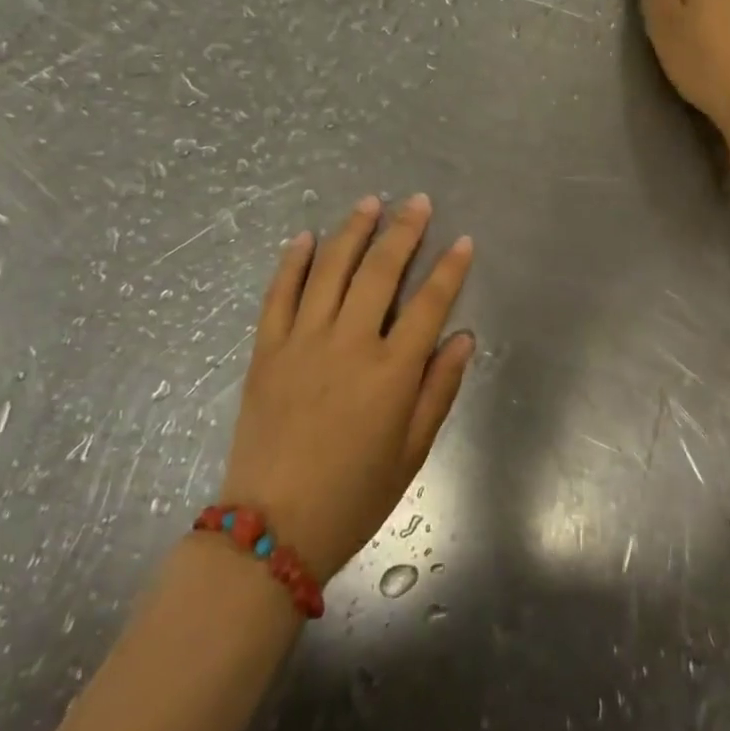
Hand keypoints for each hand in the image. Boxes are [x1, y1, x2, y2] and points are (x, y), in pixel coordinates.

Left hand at [221, 195, 474, 583]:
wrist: (271, 529)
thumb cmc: (354, 495)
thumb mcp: (412, 452)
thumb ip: (439, 389)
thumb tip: (462, 337)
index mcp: (391, 371)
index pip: (430, 303)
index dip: (450, 269)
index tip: (463, 241)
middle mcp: (349, 343)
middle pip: (381, 272)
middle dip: (403, 231)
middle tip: (417, 202)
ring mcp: (302, 342)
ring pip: (330, 270)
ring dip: (352, 232)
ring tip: (370, 203)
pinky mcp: (267, 350)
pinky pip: (279, 294)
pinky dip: (292, 262)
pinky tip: (305, 237)